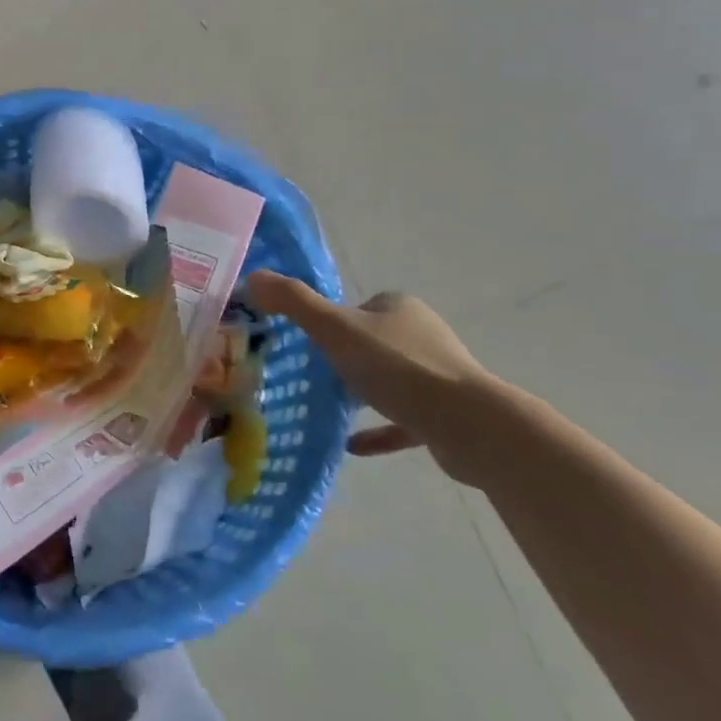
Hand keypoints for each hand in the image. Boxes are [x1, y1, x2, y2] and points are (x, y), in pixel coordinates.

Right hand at [245, 273, 500, 484]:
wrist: (468, 424)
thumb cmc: (397, 368)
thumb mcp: (335, 329)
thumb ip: (294, 303)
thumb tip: (252, 276)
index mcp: (398, 308)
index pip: (357, 307)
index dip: (331, 321)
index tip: (307, 342)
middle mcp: (421, 334)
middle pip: (373, 341)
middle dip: (345, 356)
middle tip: (312, 375)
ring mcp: (437, 375)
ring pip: (390, 379)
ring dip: (363, 390)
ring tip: (328, 406)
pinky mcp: (445, 414)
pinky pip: (402, 419)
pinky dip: (378, 429)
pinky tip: (352, 444)